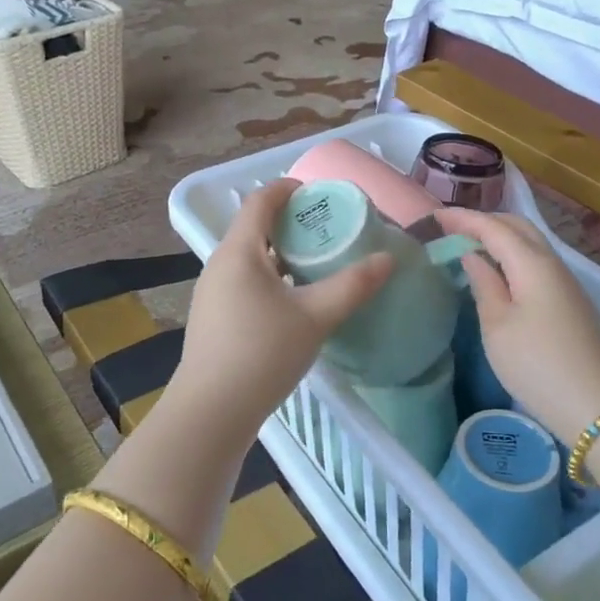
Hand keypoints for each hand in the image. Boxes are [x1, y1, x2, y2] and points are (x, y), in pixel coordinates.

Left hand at [167, 180, 392, 442]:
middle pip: (254, 228)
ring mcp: (212, 293)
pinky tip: (293, 302)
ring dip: (281, 253)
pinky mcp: (213, 318)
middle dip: (290, 223)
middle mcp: (219, 264)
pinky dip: (270, 278)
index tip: (317, 193)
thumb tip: (388, 259)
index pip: (259, 201)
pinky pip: (243, 282)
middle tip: (327, 230)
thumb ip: (352, 286)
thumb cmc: (262, 354)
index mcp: (239, 251)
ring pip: (249, 258)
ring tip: (316, 264)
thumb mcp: (315, 317)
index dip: (287, 189)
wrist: (211, 412)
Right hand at [435, 208, 599, 442]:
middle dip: (484, 221)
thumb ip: (483, 283)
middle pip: (517, 226)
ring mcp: (566, 282)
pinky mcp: (571, 301)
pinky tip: (498, 272)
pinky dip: (513, 255)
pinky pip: (538, 262)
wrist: (596, 407)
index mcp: (532, 263)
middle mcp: (553, 263)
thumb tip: (472, 256)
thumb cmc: (536, 364)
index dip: (463, 218)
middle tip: (451, 230)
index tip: (433, 216)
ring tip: (469, 247)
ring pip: (530, 243)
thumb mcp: (497, 325)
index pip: (493, 227)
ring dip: (500, 237)